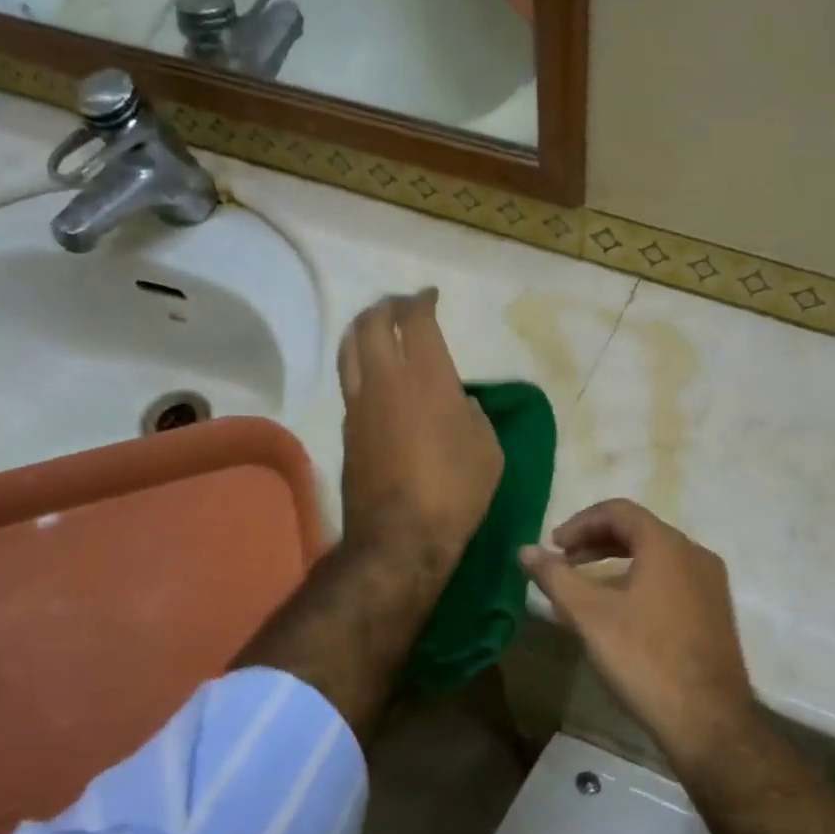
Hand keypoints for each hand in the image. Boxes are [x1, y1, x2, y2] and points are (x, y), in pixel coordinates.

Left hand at [338, 289, 501, 580]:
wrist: (400, 536)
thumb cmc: (455, 491)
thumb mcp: (488, 451)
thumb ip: (475, 417)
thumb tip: (461, 406)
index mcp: (427, 378)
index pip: (416, 321)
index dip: (421, 301)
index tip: (429, 297)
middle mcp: (385, 380)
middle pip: (372, 323)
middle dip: (386, 306)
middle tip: (401, 305)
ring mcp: (359, 404)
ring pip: (350, 348)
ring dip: (363, 329)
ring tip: (377, 328)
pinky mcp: (346, 430)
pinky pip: (350, 381)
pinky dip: (361, 365)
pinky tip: (375, 375)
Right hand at [521, 500, 753, 765]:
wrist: (707, 719)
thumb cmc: (644, 658)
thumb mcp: (589, 616)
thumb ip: (555, 577)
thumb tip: (525, 550)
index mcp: (667, 545)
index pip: (619, 511)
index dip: (580, 522)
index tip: (553, 546)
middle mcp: (695, 555)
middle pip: (639, 531)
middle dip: (596, 541)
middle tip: (564, 562)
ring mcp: (711, 584)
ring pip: (657, 557)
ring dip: (617, 562)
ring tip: (586, 586)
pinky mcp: (715, 612)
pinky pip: (672, 580)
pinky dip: (640, 580)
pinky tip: (621, 612)